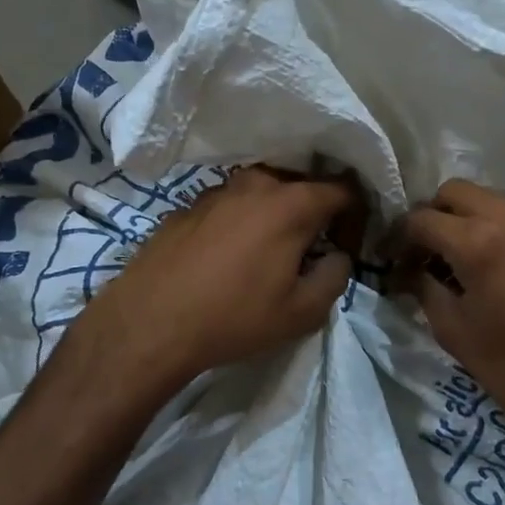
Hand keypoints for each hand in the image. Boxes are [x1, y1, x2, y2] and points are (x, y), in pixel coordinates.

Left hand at [73, 167, 362, 394]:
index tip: (349, 245)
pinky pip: (230, 205)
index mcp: (292, 203)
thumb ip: (336, 276)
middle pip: (302, 184)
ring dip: (276, 215)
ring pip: (263, 193)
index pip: (344, 189)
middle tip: (313, 249)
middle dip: (316, 212)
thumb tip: (337, 255)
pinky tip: (229, 257)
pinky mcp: (187, 205)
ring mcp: (217, 190)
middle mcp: (256, 183)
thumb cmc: (234, 317)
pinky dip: (242, 221)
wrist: (149, 321)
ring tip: (270, 253)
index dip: (356, 215)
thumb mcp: (303, 312)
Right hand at [400, 180, 504, 467]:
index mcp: (479, 241)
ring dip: (461, 221)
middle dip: (430, 217)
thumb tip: (409, 272)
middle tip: (419, 255)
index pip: (421, 219)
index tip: (389, 261)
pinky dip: (489, 229)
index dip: (398, 238)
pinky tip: (483, 267)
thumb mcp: (455, 332)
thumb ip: (425, 289)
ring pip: (485, 200)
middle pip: (454, 192)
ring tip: (450, 262)